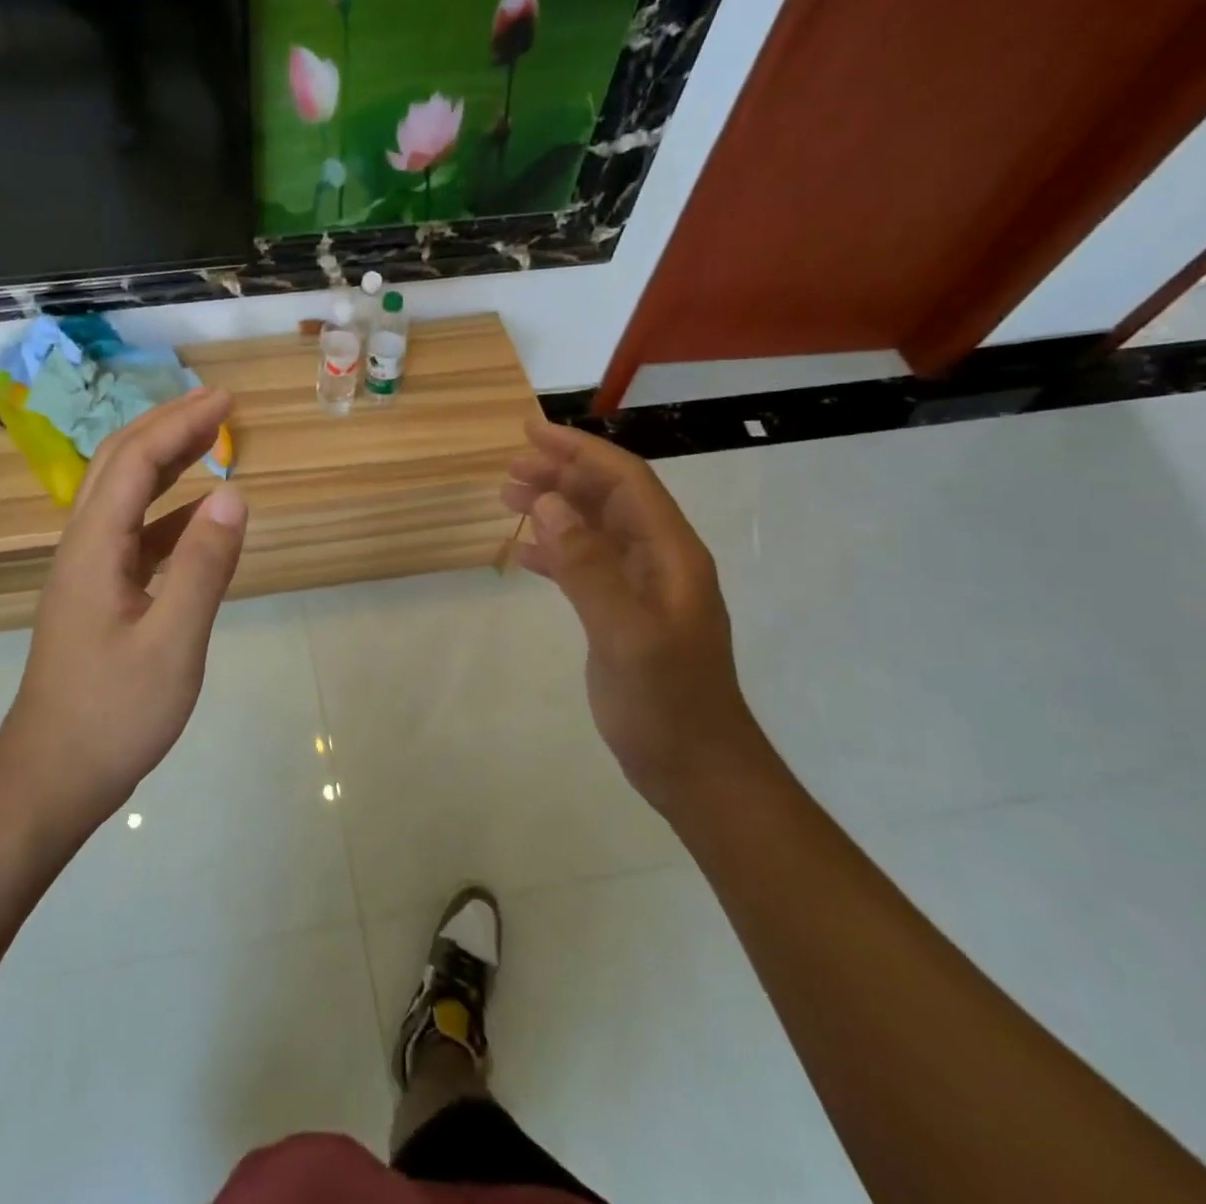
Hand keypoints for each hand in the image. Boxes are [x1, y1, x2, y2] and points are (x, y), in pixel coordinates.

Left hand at [0, 388, 247, 831]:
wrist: (53, 777)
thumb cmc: (114, 714)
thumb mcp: (173, 642)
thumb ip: (203, 566)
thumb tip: (234, 495)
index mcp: (94, 547)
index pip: (135, 461)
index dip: (180, 422)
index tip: (226, 400)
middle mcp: (82, 547)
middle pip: (119, 465)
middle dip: (167, 426)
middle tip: (218, 405)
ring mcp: (87, 573)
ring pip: (123, 497)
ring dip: (164, 462)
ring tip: (209, 442)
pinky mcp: (98, 597)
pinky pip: (133, 535)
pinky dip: (167, 513)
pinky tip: (198, 519)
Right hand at [502, 421, 768, 815]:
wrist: (697, 771)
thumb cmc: (667, 704)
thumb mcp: (626, 633)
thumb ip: (587, 566)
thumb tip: (549, 503)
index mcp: (671, 554)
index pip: (626, 481)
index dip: (580, 451)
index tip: (531, 434)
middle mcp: (659, 561)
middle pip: (608, 498)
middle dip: (562, 475)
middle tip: (509, 471)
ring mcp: (642, 590)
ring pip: (595, 529)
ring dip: (556, 508)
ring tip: (508, 499)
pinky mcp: (623, 616)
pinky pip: (587, 566)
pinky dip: (556, 550)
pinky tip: (525, 553)